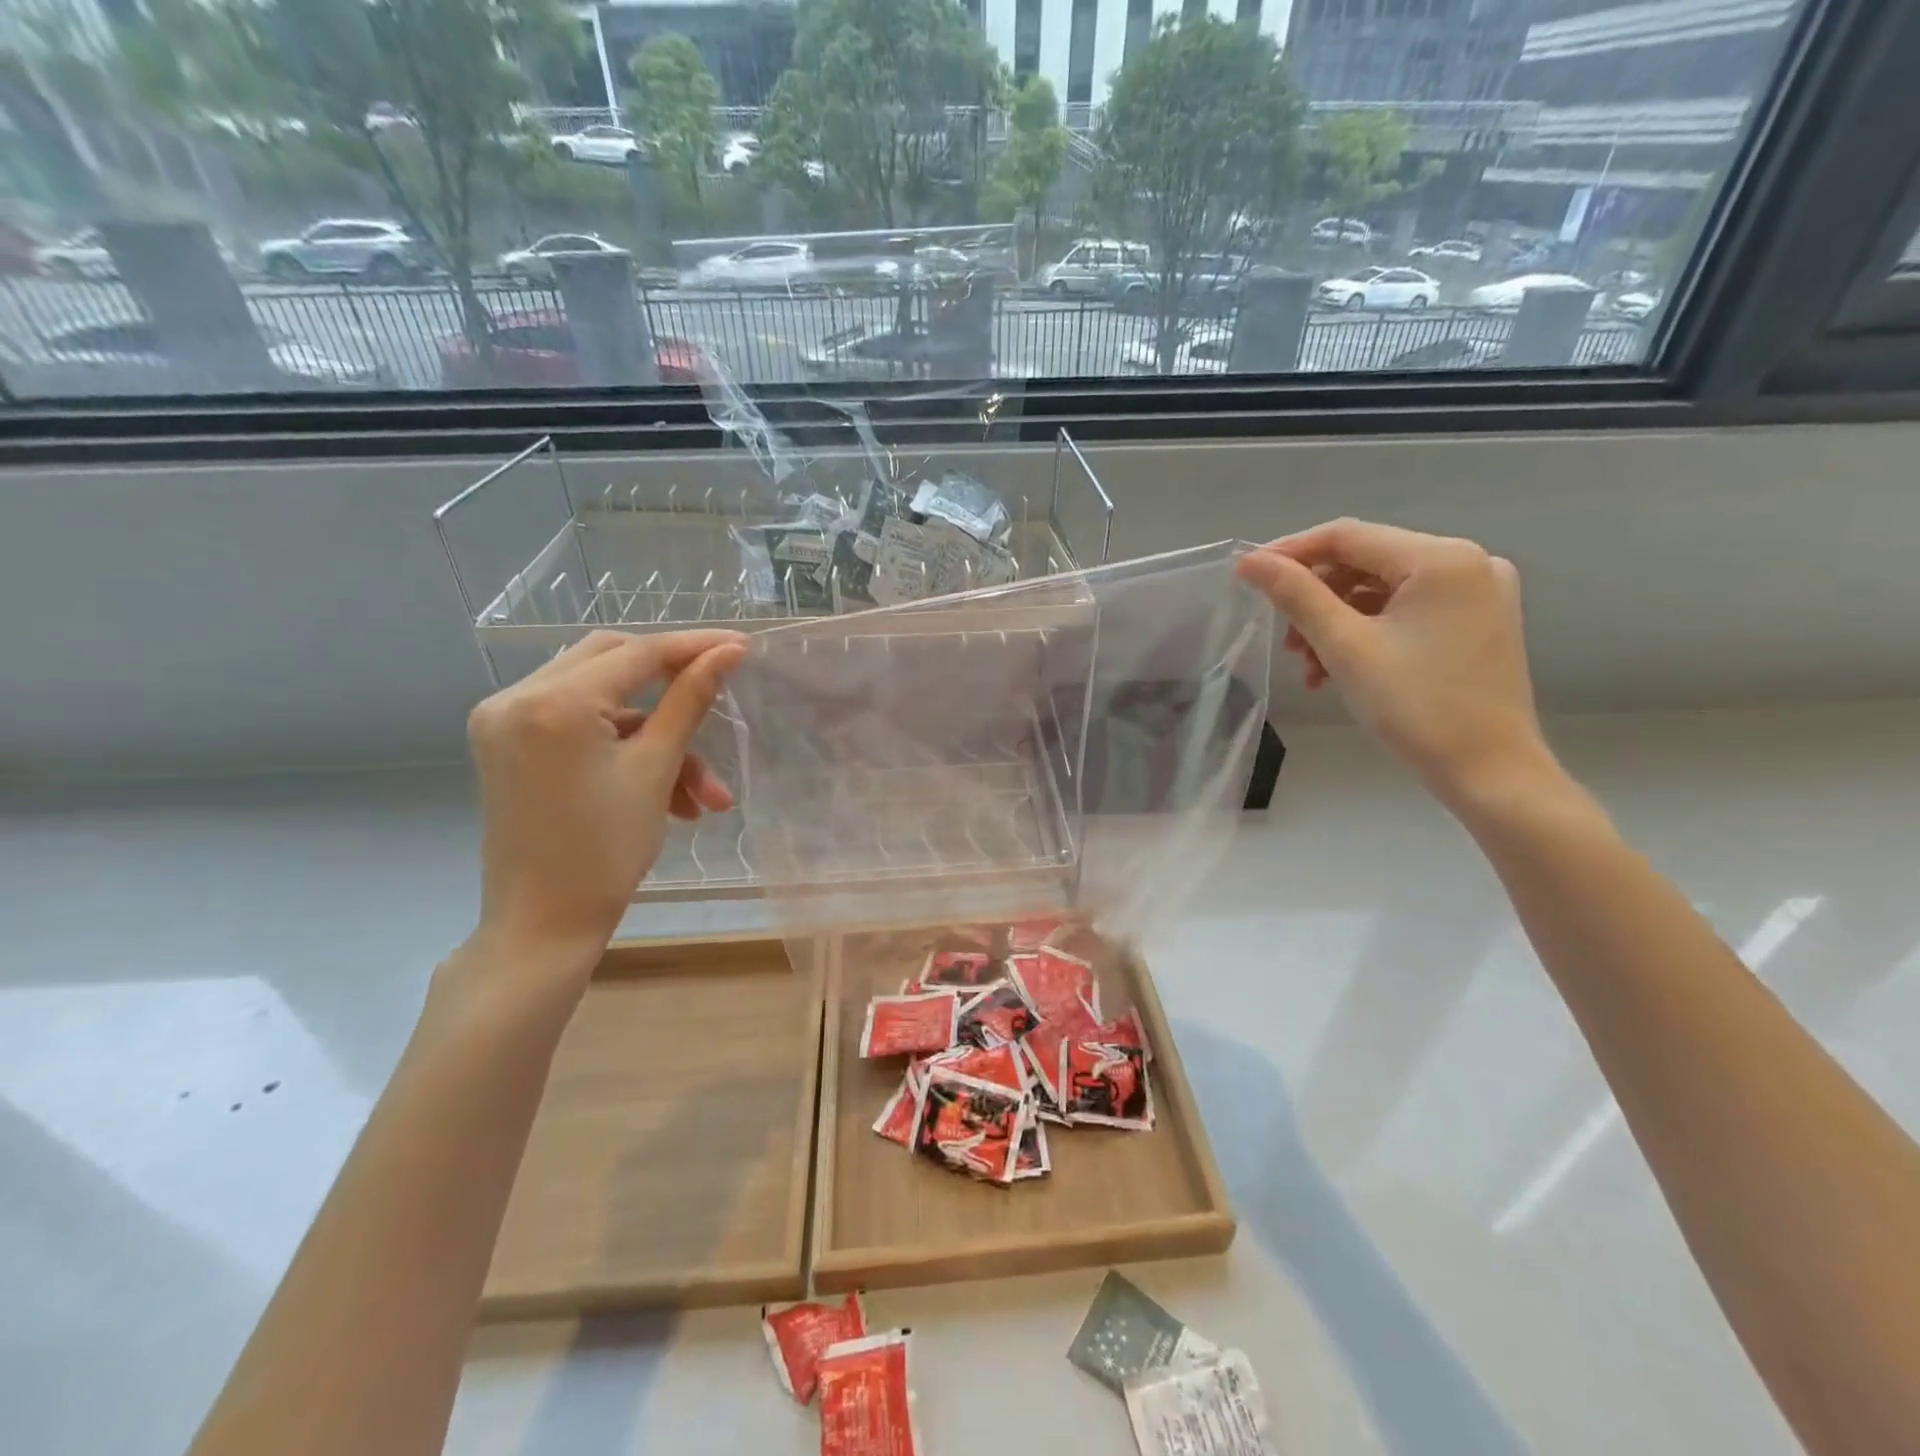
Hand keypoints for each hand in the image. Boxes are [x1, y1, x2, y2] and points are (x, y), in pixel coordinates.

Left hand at [465, 629, 747, 972]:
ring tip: (701, 792)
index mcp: (552, 703)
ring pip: (600, 698)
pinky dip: (623, 747)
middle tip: (718, 697)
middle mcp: (515, 697)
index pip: (637, 653)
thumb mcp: (655, 769)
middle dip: (670, 685)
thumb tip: (729, 652)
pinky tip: (666, 793)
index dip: (693, 647)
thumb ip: (690, 700)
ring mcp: (503, 720)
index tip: (741, 645)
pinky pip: (577, 723)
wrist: (543, 925)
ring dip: (655, 733)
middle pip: (612, 661)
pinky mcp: (506, 744)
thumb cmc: (606, 853)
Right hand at [1236, 520, 1555, 806]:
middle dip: (1315, 600)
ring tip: (1311, 668)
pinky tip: (1342, 669)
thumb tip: (1250, 561)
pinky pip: (1406, 610)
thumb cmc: (1416, 706)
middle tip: (1285, 642)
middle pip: (1365, 563)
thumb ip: (1296, 595)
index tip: (1248, 576)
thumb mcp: (1345, 646)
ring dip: (1336, 622)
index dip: (1291, 552)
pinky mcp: (1477, 621)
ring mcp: (1478, 592)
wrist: (1489, 771)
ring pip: (1381, 590)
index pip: (1347, 536)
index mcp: (1441, 558)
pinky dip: (1367, 633)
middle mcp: (1467, 561)